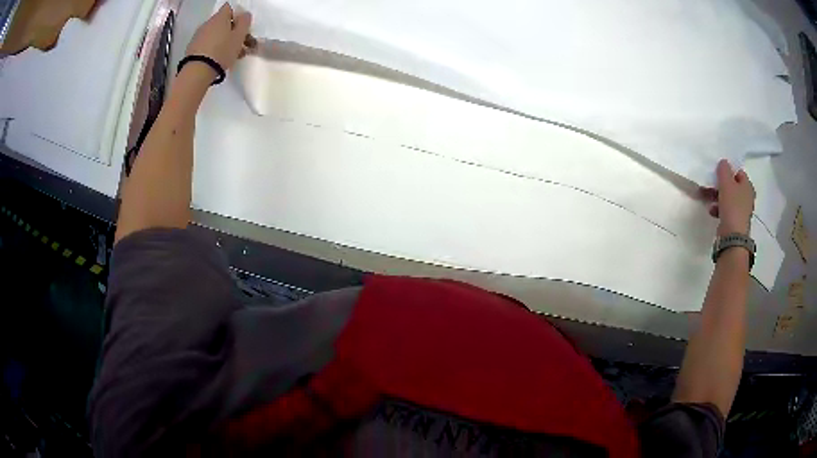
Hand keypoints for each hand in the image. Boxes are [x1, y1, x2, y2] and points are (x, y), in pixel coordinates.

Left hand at [185, 3, 251, 76]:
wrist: (197, 72)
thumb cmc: (222, 51)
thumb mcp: (239, 36)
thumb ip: (244, 22)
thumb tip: (244, 14)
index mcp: (220, 17)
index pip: (230, 7)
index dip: (237, 15)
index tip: (242, 27)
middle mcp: (207, 23)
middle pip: (222, 22)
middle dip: (232, 31)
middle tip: (241, 43)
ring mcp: (198, 36)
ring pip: (215, 34)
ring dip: (224, 41)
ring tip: (232, 55)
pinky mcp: (192, 49)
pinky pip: (206, 44)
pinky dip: (214, 49)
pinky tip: (219, 60)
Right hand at [701, 159, 755, 235]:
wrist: (732, 236)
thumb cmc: (732, 206)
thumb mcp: (726, 183)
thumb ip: (724, 170)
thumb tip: (724, 163)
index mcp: (748, 186)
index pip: (739, 173)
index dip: (729, 172)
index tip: (719, 175)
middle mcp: (747, 197)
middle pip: (733, 186)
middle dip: (721, 186)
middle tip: (711, 186)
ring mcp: (742, 211)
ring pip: (729, 199)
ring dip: (718, 197)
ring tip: (709, 199)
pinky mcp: (735, 222)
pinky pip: (727, 211)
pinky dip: (719, 209)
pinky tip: (712, 211)